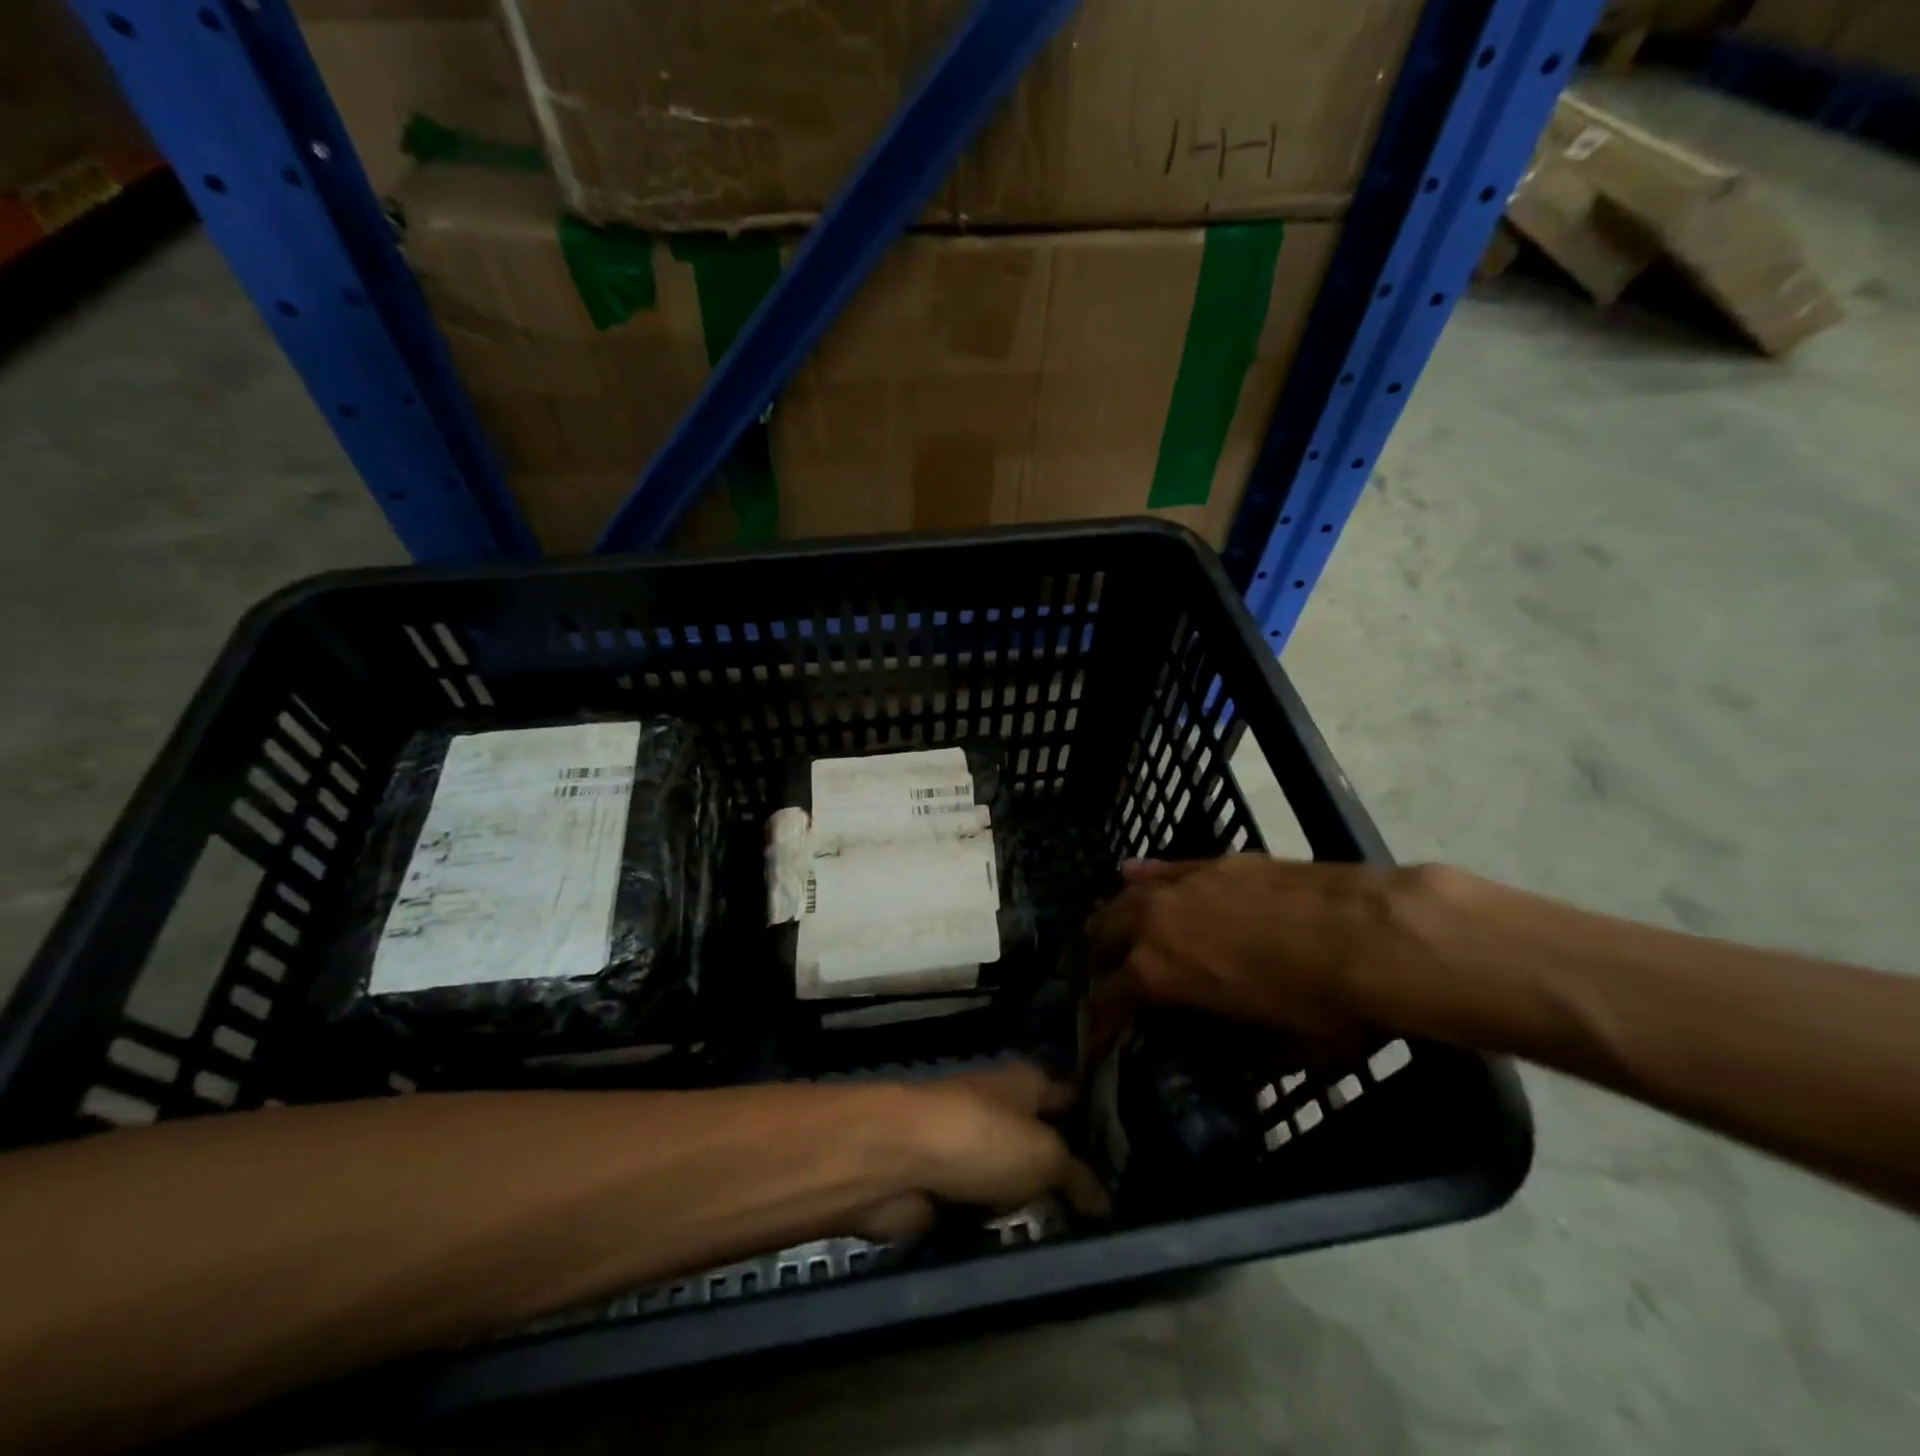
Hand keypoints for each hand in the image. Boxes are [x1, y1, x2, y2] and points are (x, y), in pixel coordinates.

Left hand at [855, 1063, 1109, 1241]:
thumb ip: (1078, 1176)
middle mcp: (1001, 1108)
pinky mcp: (946, 1185)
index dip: (1098, 1119)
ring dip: (1035, 1204)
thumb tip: (1105, 1202)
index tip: (1129, 1154)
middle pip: (1044, 1139)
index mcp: (1026, 1083)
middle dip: (1070, 1172)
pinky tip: (1031, 1248)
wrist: (898, 1161)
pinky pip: (986, 1208)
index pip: (1071, 1095)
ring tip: (1080, 1239)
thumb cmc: (981, 1139)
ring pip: (1015, 1178)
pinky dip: (1001, 1224)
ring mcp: (971, 1147)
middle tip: (1111, 1212)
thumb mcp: (1045, 1154)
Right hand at [1084, 856, 1417, 1050]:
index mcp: (1158, 974)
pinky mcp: (1212, 862)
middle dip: (1100, 962)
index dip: (1095, 1026)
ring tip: (1119, 933)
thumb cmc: (1323, 1006)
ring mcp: (1181, 884)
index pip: (1106, 1000)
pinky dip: (1145, 877)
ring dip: (1117, 919)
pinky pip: (1163, 867)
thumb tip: (1244, 1068)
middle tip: (1111, 982)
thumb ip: (1249, 1057)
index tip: (1093, 1042)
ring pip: (1126, 896)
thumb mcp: (1282, 1051)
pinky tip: (1134, 876)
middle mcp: (1155, 922)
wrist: (1369, 934)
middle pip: (1103, 935)